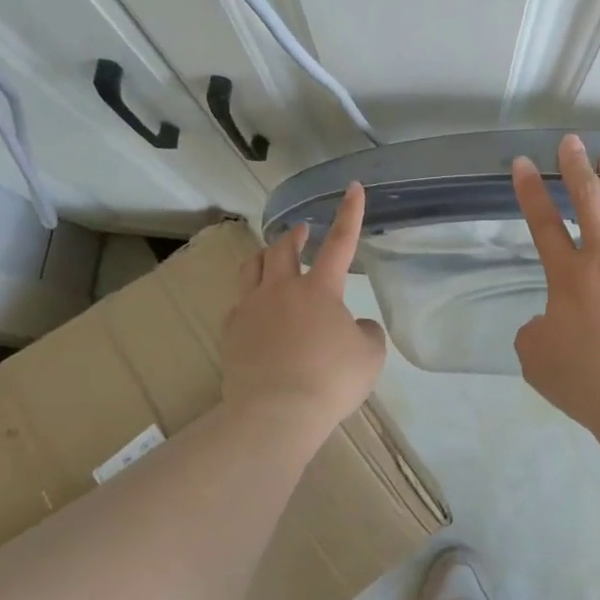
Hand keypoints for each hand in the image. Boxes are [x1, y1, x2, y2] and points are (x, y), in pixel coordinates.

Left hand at [221, 182, 385, 427]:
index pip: (340, 242)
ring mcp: (250, 309)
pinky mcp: (230, 332)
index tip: (353, 187)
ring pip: (252, 268)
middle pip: (283, 248)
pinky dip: (250, 297)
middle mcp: (281, 289)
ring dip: (266, 256)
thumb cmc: (330, 380)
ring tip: (272, 257)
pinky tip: (255, 309)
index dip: (349, 213)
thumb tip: (356, 327)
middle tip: (303, 232)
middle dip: (295, 235)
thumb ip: (367, 333)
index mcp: (320, 289)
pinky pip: (238, 303)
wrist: (275, 413)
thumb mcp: (369, 356)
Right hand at [511, 133, 599, 429]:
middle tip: (571, 142)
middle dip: (575, 164)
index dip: (529, 189)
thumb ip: (535, 330)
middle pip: (588, 197)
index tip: (522, 163)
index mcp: (568, 275)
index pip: (542, 221)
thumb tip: (547, 321)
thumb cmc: (585, 381)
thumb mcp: (536, 358)